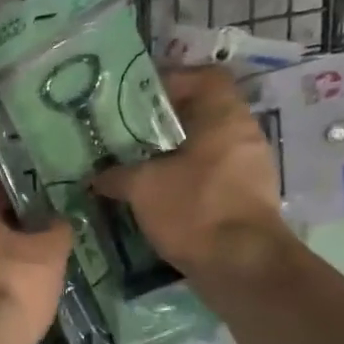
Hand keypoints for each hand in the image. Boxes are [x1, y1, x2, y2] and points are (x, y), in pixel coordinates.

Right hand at [92, 64, 290, 275]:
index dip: (172, 81)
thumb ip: (116, 175)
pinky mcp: (244, 201)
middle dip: (164, 124)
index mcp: (225, 117)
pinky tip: (155, 197)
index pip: (204, 77)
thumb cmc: (195, 209)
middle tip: (127, 135)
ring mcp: (248, 170)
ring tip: (135, 167)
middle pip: (202, 115)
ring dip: (172, 157)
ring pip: (204, 150)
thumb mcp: (143, 187)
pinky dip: (183, 182)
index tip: (138, 98)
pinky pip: (209, 178)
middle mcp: (243, 136)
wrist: (241, 266)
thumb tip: (95, 176)